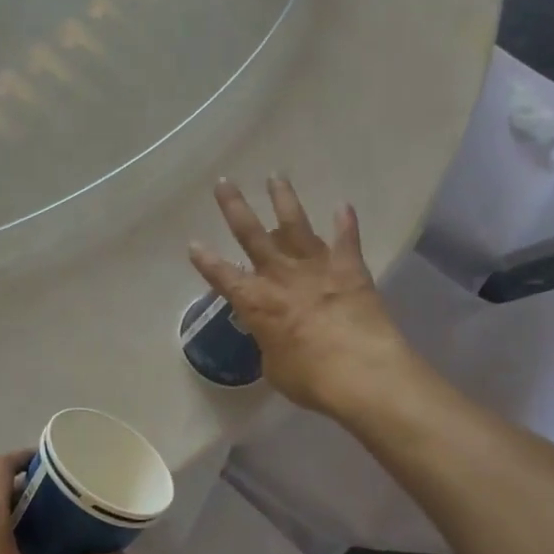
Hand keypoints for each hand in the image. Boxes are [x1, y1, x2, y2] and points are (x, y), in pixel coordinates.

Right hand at [189, 176, 415, 415]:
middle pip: (251, 235)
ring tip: (276, 176)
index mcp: (255, 302)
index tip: (193, 244)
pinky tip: (344, 206)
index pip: (222, 276)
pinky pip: (347, 240)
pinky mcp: (349, 269)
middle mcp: (280, 276)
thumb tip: (275, 337)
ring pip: (295, 225)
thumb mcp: (275, 367)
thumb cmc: (309, 378)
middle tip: (224, 182)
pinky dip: (346, 223)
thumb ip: (270, 344)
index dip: (205, 261)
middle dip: (235, 207)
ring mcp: (315, 267)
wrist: (360, 372)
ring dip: (284, 200)